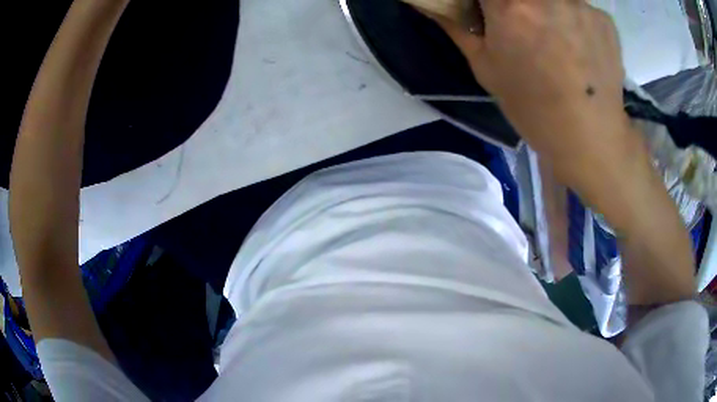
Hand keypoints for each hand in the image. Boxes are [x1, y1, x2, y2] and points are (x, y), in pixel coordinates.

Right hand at [417, 0, 696, 305]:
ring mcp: (580, 4)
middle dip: (520, 5)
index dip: (490, 1)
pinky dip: (575, 19)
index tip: (493, 14)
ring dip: (549, 9)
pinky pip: (580, 7)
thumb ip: (458, 27)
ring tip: (556, 37)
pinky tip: (580, 47)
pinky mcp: (604, 18)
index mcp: (510, 5)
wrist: (592, 139)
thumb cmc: (533, 108)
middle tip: (525, 25)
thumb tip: (432, 5)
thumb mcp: (485, 68)